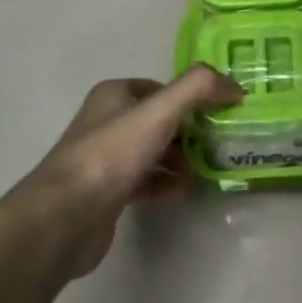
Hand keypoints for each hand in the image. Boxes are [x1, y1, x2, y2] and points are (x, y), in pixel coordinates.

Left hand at [19, 65, 242, 277]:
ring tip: (208, 170)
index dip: (192, 97)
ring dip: (181, 159)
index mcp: (114, 95)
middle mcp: (107, 121)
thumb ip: (199, 88)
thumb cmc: (113, 154)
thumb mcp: (160, 110)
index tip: (221, 113)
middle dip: (190, 131)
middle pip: (160, 120)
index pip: (162, 88)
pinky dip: (167, 184)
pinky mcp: (108, 192)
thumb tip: (234, 87)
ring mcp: (106, 159)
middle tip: (219, 144)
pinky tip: (185, 192)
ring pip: (153, 152)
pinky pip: (146, 181)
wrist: (67, 215)